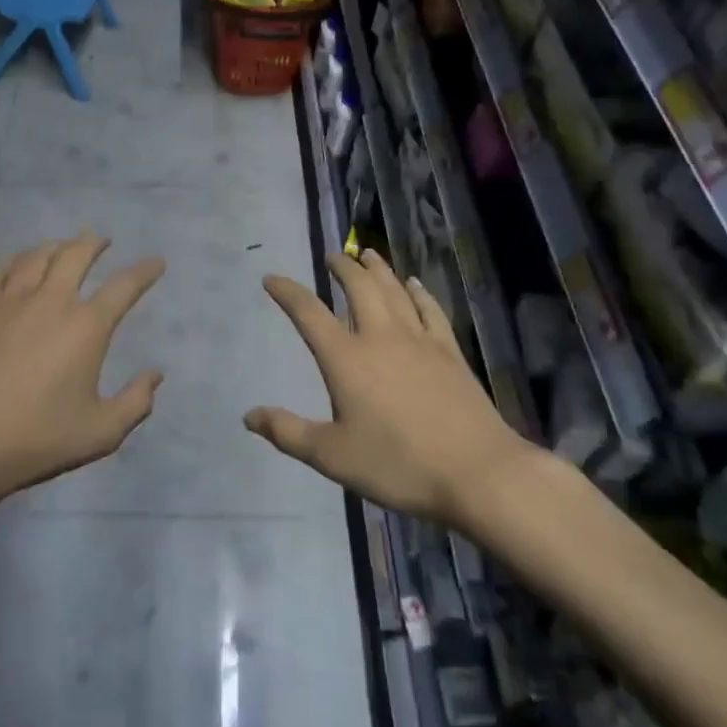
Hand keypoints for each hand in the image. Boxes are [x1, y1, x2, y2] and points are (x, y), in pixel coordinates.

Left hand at [0, 232, 165, 504]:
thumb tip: (155, 374)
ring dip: (55, 246)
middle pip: (76, 255)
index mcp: (86, 327)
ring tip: (62, 245)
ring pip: (36, 257)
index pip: (124, 286)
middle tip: (101, 240)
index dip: (144, 271)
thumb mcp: (101, 433)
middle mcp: (50, 301)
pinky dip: (13, 260)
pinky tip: (16, 263)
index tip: (156, 262)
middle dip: (94, 243)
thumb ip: (135, 402)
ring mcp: (8, 301)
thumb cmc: (37, 439)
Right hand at [245, 249, 533, 527]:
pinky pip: (429, 308)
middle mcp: (380, 337)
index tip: (271, 278)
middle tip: (332, 256)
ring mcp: (419, 340)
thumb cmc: (398, 465)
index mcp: (346, 359)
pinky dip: (418, 291)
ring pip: (394, 290)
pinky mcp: (449, 351)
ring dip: (377, 269)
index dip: (288, 293)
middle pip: (358, 288)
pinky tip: (414, 284)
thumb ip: (288, 433)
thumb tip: (249, 416)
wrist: (476, 471)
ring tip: (366, 254)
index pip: (309, 314)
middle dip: (342, 268)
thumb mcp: (332, 456)